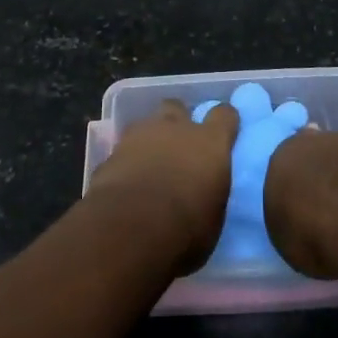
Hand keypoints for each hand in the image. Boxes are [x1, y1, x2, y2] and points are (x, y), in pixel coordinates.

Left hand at [86, 100, 239, 273]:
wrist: (129, 229)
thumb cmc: (185, 229)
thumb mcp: (214, 216)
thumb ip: (210, 191)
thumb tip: (205, 192)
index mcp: (210, 142)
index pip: (224, 114)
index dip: (224, 122)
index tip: (224, 133)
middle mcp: (176, 128)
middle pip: (178, 107)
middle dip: (178, 121)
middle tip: (179, 146)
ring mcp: (140, 135)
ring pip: (147, 123)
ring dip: (150, 138)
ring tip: (149, 163)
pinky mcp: (112, 151)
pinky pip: (123, 148)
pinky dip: (127, 159)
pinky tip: (126, 180)